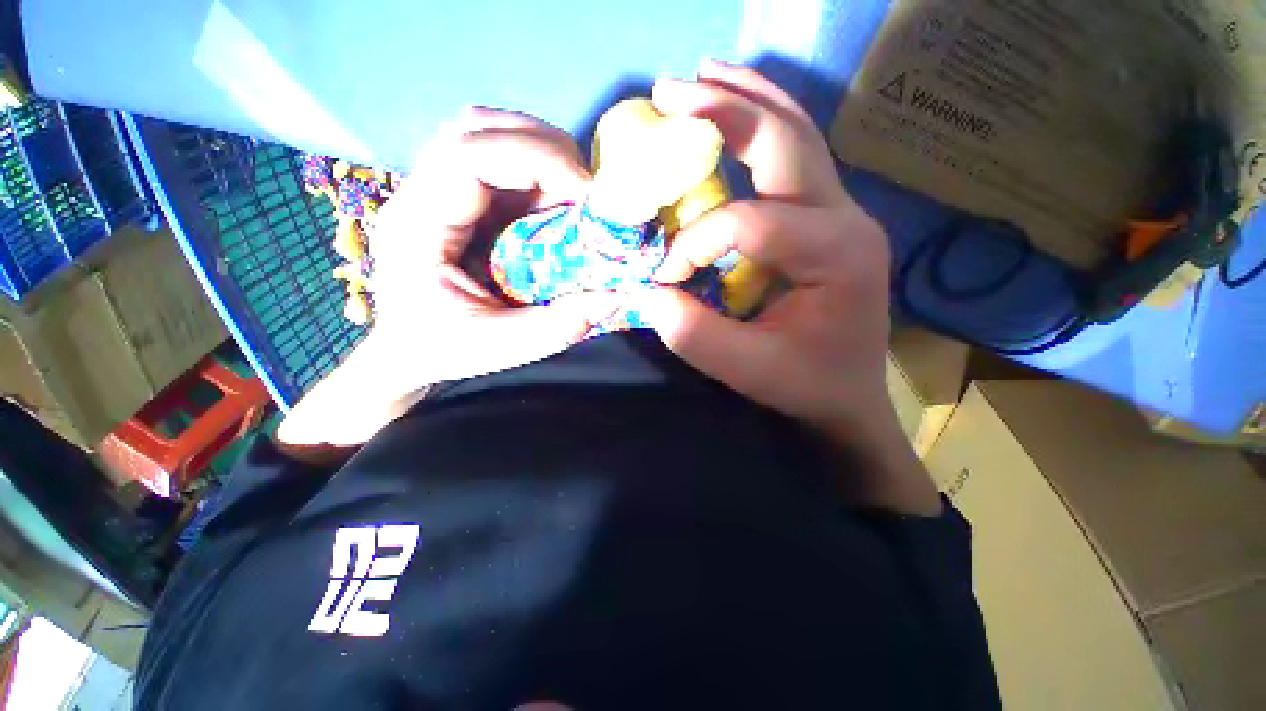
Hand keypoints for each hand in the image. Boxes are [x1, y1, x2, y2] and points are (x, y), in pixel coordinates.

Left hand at [278, 109, 619, 452]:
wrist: (405, 349)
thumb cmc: (441, 349)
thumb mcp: (501, 348)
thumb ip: (559, 326)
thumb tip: (616, 295)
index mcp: (417, 224)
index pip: (470, 153)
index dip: (538, 160)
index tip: (588, 197)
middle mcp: (423, 191)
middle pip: (483, 127)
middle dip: (549, 153)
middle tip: (588, 198)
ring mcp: (442, 188)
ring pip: (496, 136)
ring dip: (548, 160)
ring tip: (576, 203)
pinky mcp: (464, 198)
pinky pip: (506, 164)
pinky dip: (544, 178)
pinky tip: (559, 210)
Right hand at [637, 61, 939, 513]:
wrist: (848, 394)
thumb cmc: (806, 384)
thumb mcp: (748, 370)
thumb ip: (695, 335)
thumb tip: (650, 292)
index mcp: (838, 254)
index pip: (752, 222)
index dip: (697, 242)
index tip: (666, 274)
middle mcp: (847, 217)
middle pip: (786, 142)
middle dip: (724, 112)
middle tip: (670, 92)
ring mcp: (841, 211)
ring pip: (795, 135)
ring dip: (745, 101)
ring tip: (701, 76)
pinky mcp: (826, 218)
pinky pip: (793, 158)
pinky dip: (759, 126)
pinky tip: (735, 110)